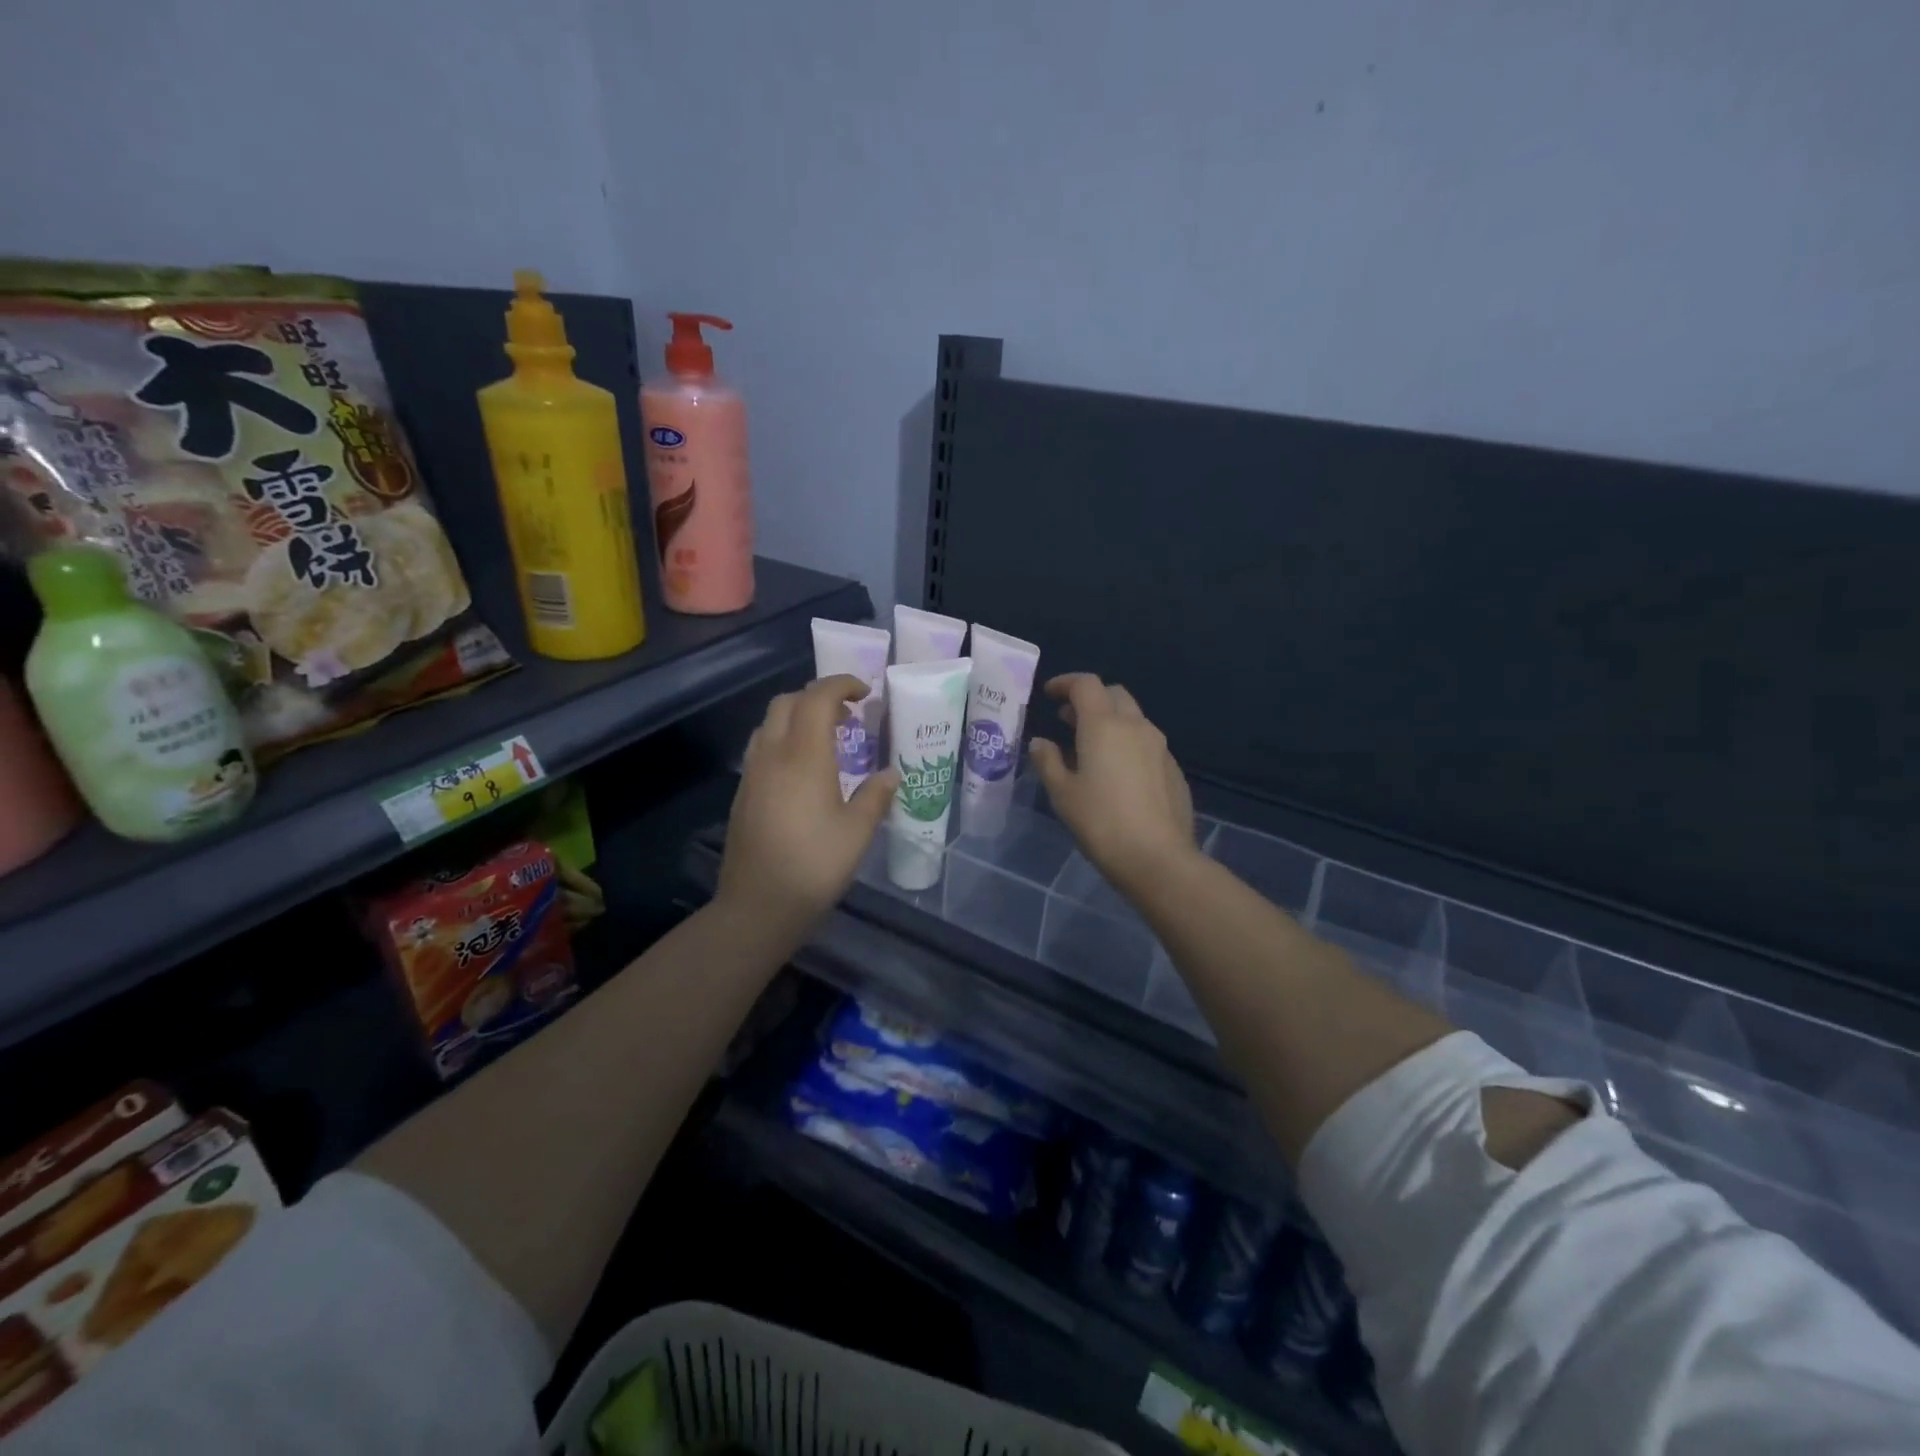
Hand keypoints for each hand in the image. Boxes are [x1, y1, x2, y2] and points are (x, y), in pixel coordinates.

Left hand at [716, 674, 897, 939]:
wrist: (758, 906)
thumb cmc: (815, 866)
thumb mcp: (858, 832)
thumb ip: (876, 796)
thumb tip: (890, 774)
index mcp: (804, 756)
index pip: (817, 698)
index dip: (841, 685)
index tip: (865, 693)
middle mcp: (773, 755)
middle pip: (787, 702)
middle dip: (817, 696)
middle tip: (848, 715)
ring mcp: (752, 773)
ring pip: (769, 723)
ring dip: (797, 717)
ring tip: (826, 738)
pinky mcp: (743, 793)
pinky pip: (762, 747)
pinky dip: (784, 739)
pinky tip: (803, 770)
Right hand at [1029, 674, 1197, 892]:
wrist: (1158, 858)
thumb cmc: (1101, 822)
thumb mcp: (1062, 793)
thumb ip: (1048, 761)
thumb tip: (1040, 742)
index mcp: (1104, 725)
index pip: (1085, 684)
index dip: (1065, 683)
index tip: (1049, 694)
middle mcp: (1135, 726)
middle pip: (1113, 694)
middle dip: (1089, 699)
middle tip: (1067, 719)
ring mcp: (1160, 746)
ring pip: (1133, 718)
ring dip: (1110, 721)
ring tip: (1089, 747)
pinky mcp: (1173, 768)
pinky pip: (1146, 742)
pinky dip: (1127, 743)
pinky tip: (1116, 773)